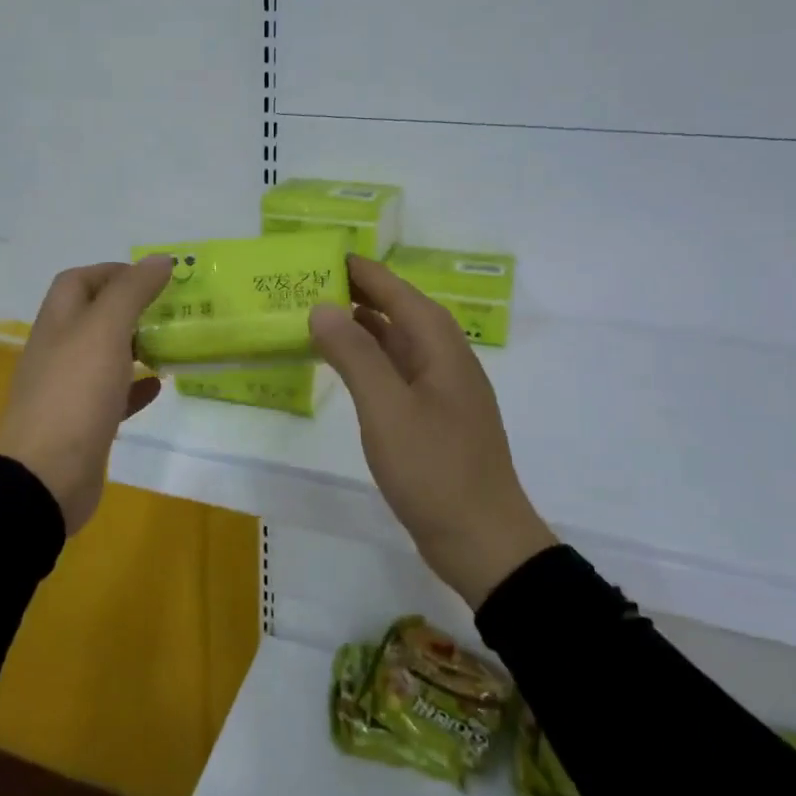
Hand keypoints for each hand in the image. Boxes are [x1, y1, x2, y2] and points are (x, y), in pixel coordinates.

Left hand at [0, 257, 173, 534]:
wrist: (45, 476)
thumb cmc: (75, 393)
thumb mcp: (105, 330)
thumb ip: (131, 292)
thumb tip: (159, 259)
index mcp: (58, 322)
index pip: (78, 280)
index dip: (112, 271)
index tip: (153, 278)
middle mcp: (59, 350)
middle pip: (93, 316)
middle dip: (130, 308)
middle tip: (171, 311)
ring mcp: (69, 389)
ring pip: (104, 356)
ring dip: (135, 346)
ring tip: (172, 343)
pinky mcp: (83, 424)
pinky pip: (112, 396)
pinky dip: (135, 387)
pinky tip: (159, 386)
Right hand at [309, 255, 557, 607]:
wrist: (482, 540)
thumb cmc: (434, 469)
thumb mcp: (387, 408)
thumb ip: (355, 355)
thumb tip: (323, 307)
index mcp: (441, 348)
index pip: (399, 293)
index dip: (365, 272)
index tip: (328, 255)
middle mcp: (446, 361)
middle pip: (401, 314)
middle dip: (361, 295)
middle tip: (313, 285)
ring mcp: (443, 392)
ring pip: (400, 345)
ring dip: (365, 328)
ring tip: (322, 319)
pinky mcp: (435, 420)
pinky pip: (399, 373)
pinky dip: (371, 361)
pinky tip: (349, 370)